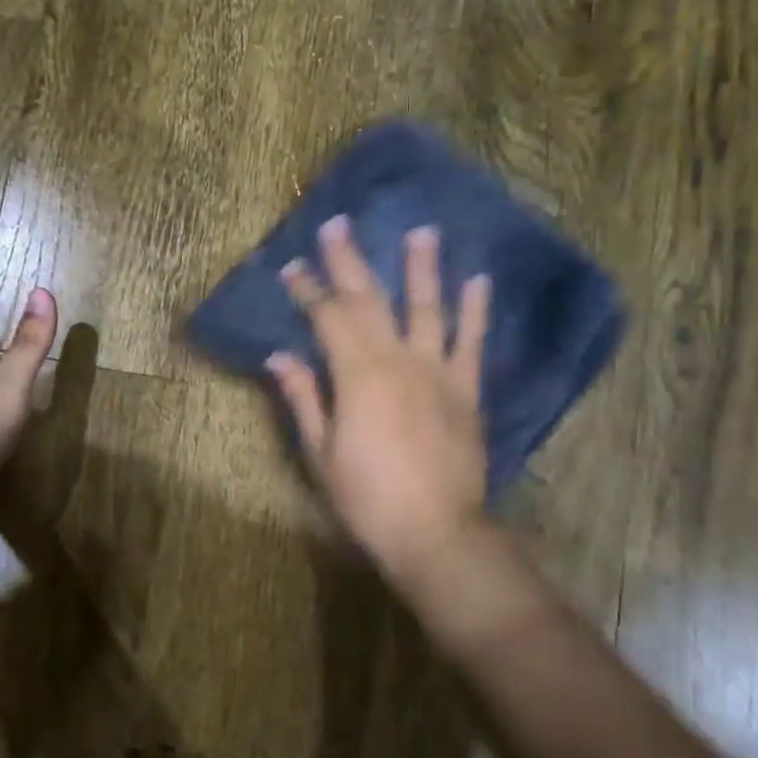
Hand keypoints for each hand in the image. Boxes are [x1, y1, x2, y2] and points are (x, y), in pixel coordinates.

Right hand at [268, 216, 491, 579]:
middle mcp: (398, 360)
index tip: (292, 267)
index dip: (308, 291)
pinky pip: (472, 343)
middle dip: (350, 262)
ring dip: (422, 268)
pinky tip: (478, 281)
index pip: (327, 319)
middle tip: (339, 225)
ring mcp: (438, 372)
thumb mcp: (321, 452)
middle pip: (370, 301)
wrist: (437, 533)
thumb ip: (303, 398)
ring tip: (422, 231)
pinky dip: (475, 311)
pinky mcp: (467, 390)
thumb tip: (279, 357)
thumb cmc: (368, 498)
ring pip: (428, 309)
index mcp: (357, 375)